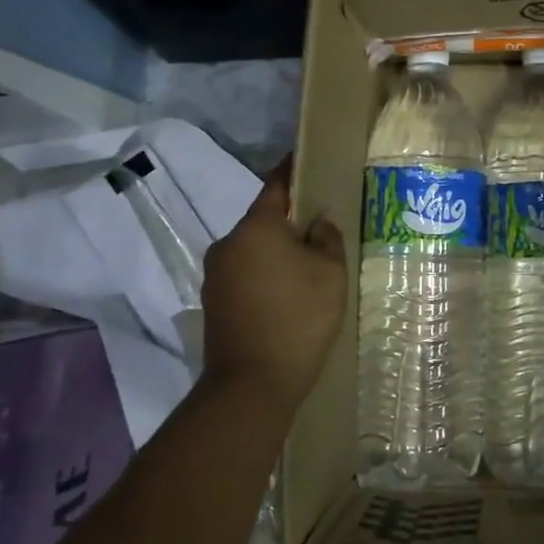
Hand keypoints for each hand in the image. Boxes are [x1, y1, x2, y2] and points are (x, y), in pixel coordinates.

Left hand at [201, 162, 346, 415]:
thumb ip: (327, 238)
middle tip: (321, 229)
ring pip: (253, 250)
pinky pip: (245, 274)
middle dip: (289, 221)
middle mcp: (228, 243)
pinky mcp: (213, 302)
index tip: (306, 160)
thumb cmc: (299, 318)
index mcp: (256, 227)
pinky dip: (265, 275)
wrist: (251, 384)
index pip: (275, 185)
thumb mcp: (330, 273)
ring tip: (307, 267)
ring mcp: (215, 275)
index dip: (292, 170)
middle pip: (263, 221)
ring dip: (276, 252)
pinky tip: (287, 294)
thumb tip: (317, 222)